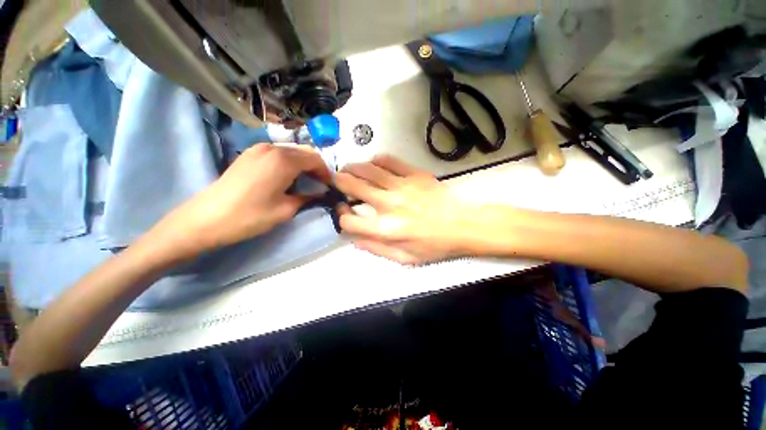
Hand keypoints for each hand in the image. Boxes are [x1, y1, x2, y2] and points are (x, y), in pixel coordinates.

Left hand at [156, 145, 330, 255]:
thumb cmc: (250, 216)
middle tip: (319, 185)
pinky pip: (277, 153)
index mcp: (284, 160)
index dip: (326, 172)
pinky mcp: (249, 154)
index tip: (329, 186)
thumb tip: (321, 193)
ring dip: (302, 164)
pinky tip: (286, 177)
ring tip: (304, 182)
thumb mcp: (286, 210)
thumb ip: (309, 198)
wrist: (206, 219)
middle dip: (316, 167)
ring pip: (291, 151)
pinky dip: (288, 162)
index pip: (315, 159)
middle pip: (304, 152)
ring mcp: (258, 148)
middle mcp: (272, 148)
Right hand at [335, 155, 476, 263]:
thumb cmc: (434, 245)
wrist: (463, 225)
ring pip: (368, 169)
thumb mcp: (405, 258)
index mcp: (386, 229)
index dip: (341, 216)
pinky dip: (377, 161)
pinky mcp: (414, 174)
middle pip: (353, 186)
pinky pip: (389, 161)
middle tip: (336, 181)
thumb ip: (377, 250)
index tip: (344, 212)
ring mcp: (402, 186)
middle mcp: (389, 204)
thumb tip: (355, 241)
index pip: (349, 221)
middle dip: (339, 182)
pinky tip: (374, 165)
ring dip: (353, 168)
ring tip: (349, 170)